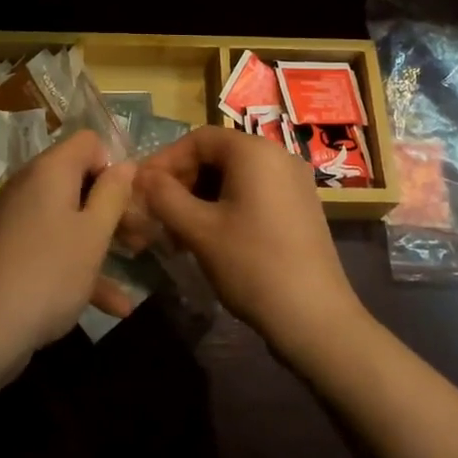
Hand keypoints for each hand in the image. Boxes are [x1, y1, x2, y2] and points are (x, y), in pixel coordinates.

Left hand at [0, 130, 137, 361]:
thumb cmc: (51, 271)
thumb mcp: (94, 233)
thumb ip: (113, 194)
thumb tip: (125, 163)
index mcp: (51, 170)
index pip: (88, 142)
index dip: (113, 164)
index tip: (130, 198)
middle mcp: (32, 185)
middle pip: (80, 178)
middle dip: (112, 204)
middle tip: (139, 234)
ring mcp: (20, 218)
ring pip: (70, 215)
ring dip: (101, 237)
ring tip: (134, 261)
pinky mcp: (14, 248)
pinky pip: (54, 243)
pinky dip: (80, 263)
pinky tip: (115, 305)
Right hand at [135, 126, 367, 359]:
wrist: (315, 318)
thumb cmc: (252, 265)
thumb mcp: (199, 230)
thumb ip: (165, 197)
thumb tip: (141, 176)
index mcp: (254, 152)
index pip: (198, 139)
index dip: (165, 160)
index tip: (143, 189)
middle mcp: (278, 155)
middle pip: (218, 156)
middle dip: (183, 182)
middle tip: (158, 215)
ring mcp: (294, 182)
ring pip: (234, 177)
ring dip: (201, 198)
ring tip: (180, 233)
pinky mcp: (300, 207)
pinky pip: (254, 193)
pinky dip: (227, 207)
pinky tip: (211, 239)